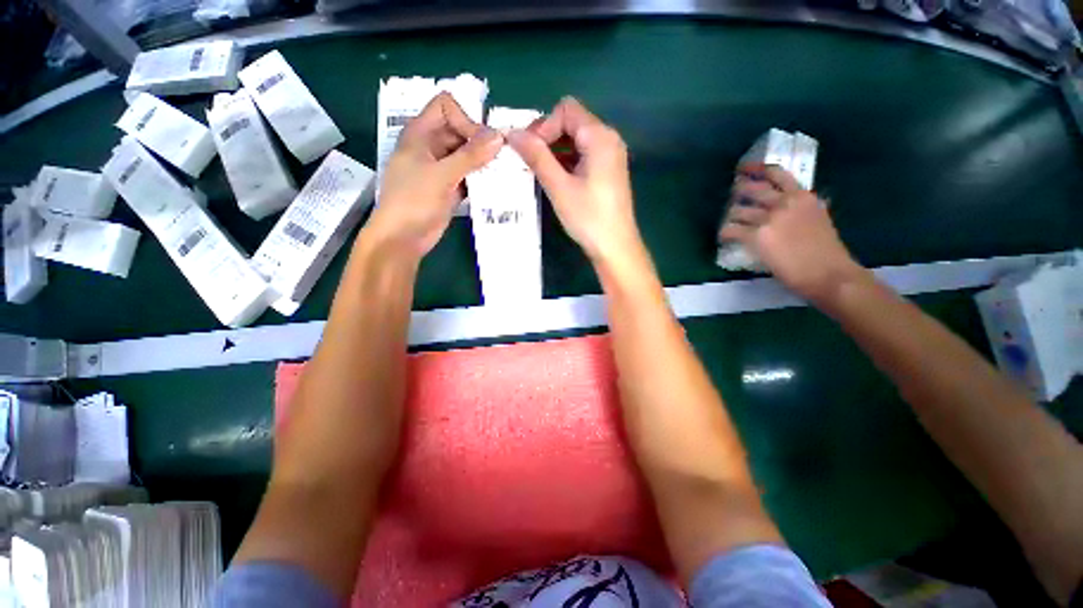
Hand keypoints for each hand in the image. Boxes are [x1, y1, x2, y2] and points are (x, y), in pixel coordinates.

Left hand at [368, 92, 502, 256]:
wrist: (403, 238)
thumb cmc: (413, 201)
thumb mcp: (441, 175)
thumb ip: (470, 156)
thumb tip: (499, 136)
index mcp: (421, 134)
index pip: (447, 107)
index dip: (465, 119)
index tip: (481, 142)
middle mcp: (432, 147)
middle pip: (461, 131)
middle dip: (481, 142)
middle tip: (502, 159)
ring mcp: (442, 169)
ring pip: (467, 155)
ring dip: (484, 162)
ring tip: (503, 172)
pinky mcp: (450, 188)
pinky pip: (469, 176)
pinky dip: (481, 179)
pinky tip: (496, 186)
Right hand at [506, 97, 642, 263]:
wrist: (615, 247)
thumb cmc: (588, 217)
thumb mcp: (559, 186)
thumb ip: (537, 156)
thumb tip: (511, 132)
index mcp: (600, 136)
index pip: (565, 110)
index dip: (543, 126)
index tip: (529, 152)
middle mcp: (609, 139)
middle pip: (572, 122)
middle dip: (548, 137)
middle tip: (530, 162)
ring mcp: (611, 155)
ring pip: (577, 139)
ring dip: (556, 150)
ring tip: (539, 172)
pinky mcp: (609, 171)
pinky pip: (584, 155)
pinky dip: (567, 161)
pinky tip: (556, 178)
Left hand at [720, 164, 868, 303]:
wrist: (827, 272)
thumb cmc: (826, 250)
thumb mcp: (818, 217)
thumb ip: (801, 207)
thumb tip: (788, 201)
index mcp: (802, 196)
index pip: (776, 173)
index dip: (756, 169)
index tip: (744, 168)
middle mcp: (784, 202)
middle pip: (751, 189)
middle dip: (738, 190)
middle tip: (731, 196)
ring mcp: (769, 219)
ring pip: (738, 210)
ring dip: (731, 216)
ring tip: (730, 222)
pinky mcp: (756, 236)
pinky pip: (731, 230)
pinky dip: (725, 233)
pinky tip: (724, 236)